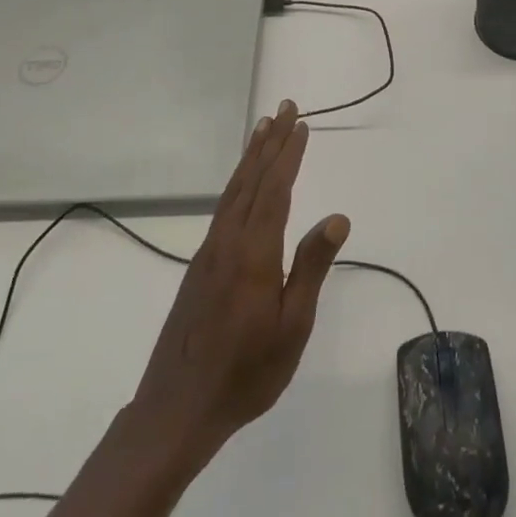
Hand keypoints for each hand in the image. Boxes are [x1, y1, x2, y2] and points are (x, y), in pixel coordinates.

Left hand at [129, 101, 349, 463]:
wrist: (178, 408)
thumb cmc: (247, 372)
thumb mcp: (292, 326)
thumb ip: (311, 267)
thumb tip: (337, 217)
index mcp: (253, 253)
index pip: (275, 190)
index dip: (289, 155)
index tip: (301, 124)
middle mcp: (227, 242)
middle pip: (252, 180)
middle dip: (270, 143)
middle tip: (284, 108)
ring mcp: (209, 253)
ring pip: (233, 192)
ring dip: (251, 158)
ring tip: (263, 129)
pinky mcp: (200, 267)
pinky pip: (223, 209)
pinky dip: (238, 183)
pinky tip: (243, 184)